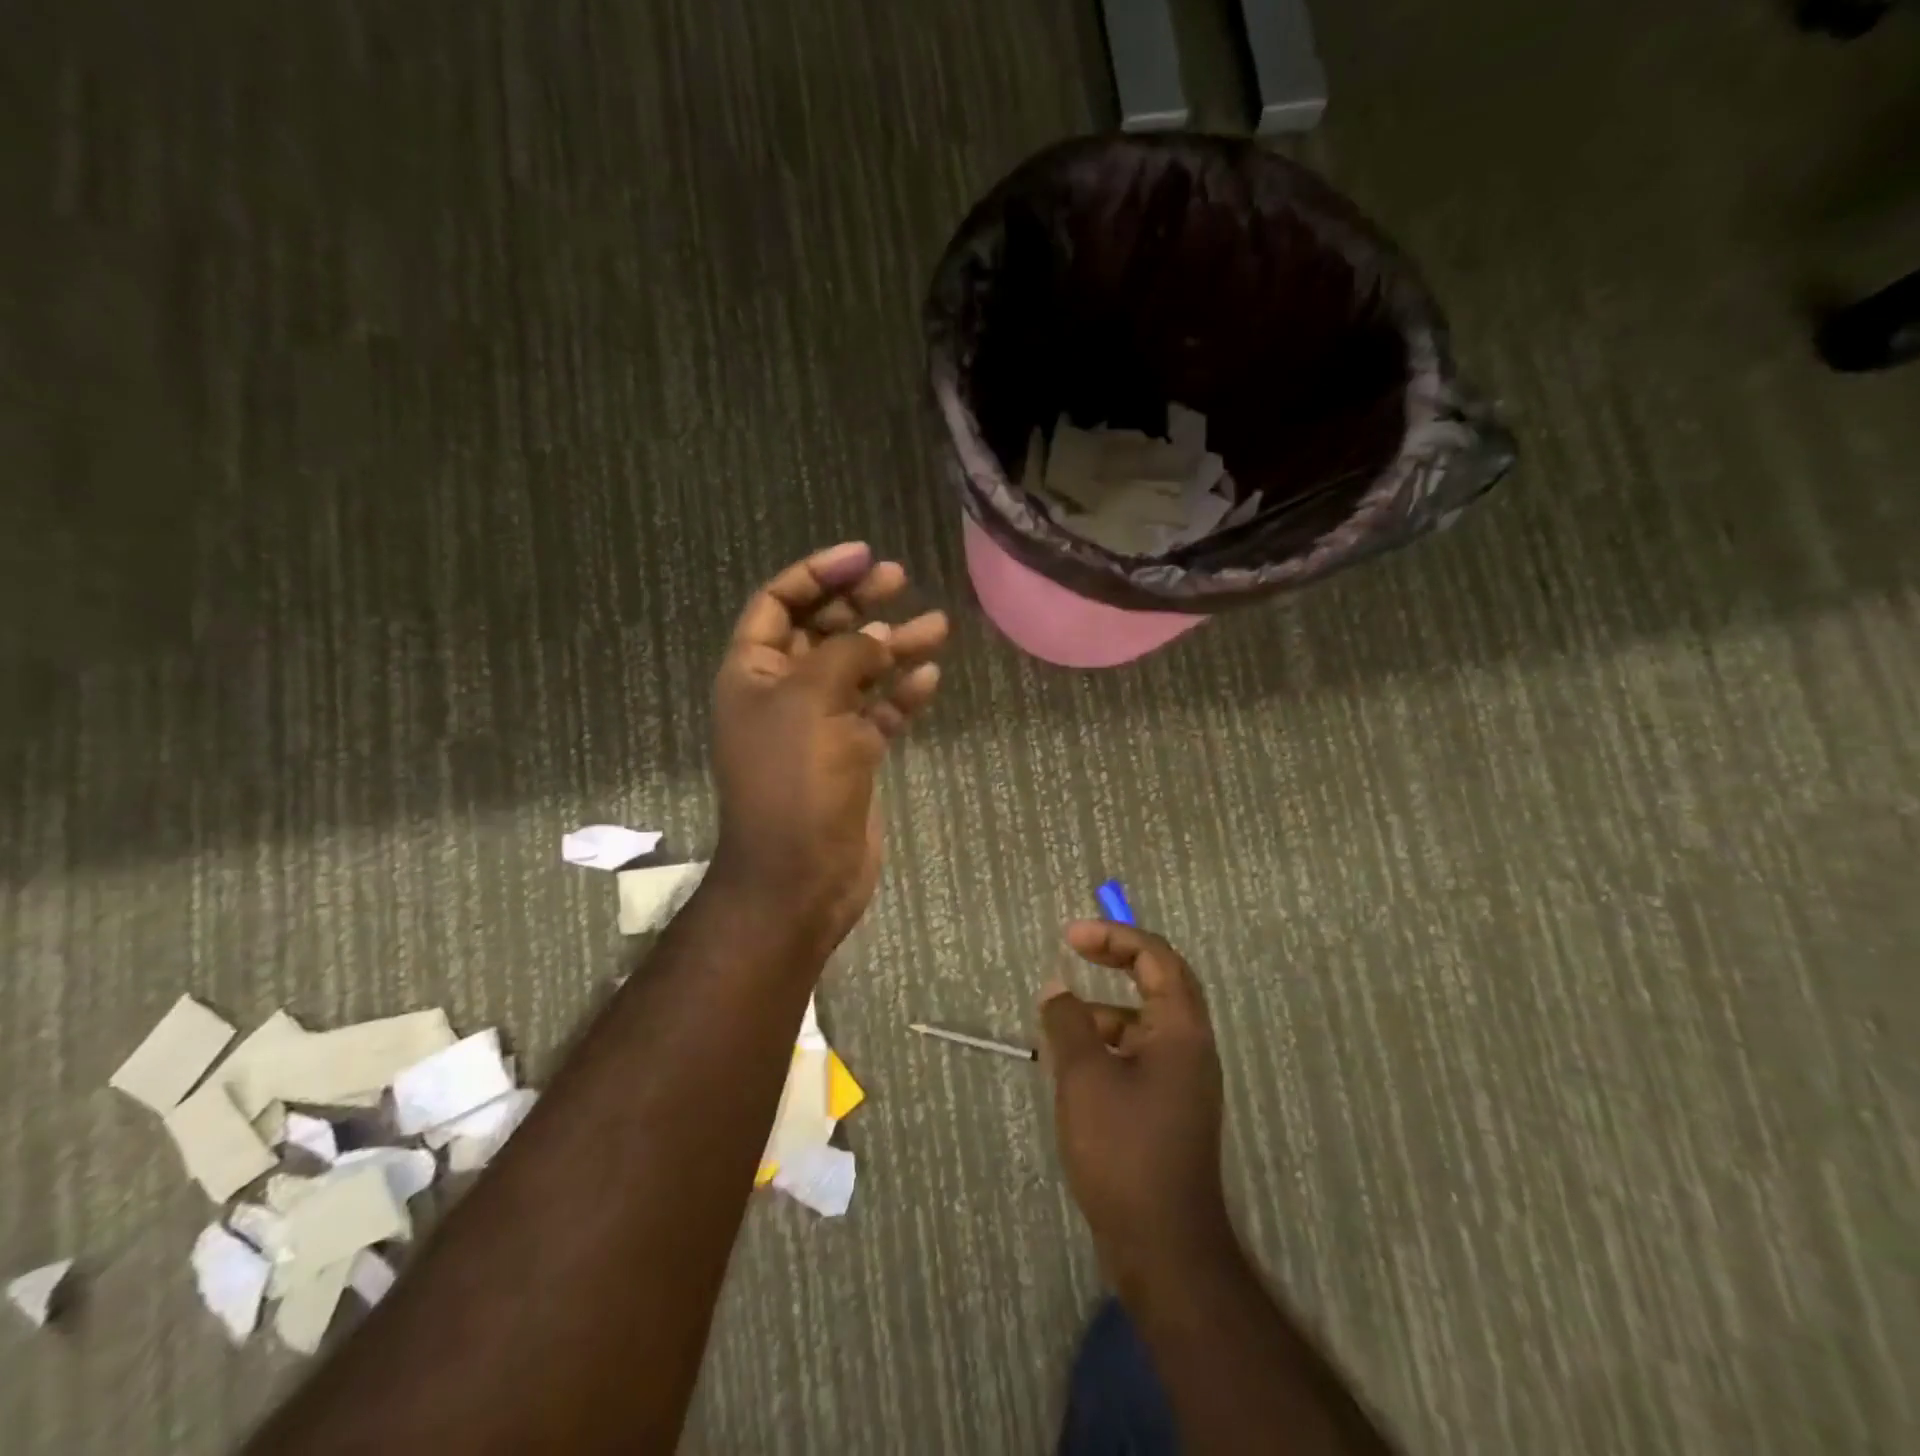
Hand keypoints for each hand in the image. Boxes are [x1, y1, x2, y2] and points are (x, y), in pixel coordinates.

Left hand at [710, 542, 947, 951]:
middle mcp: (782, 693)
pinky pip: (878, 713)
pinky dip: (901, 695)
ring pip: (859, 671)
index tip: (863, 556)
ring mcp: (819, 726)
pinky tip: (930, 678)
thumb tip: (877, 636)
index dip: (817, 574)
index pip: (779, 603)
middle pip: (822, 631)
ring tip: (938, 625)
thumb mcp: (812, 702)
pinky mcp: (851, 756)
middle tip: (899, 578)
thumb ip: (845, 654)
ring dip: (893, 646)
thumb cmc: (794, 781)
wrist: (801, 875)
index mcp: (753, 673)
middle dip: (859, 603)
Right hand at [1039, 921, 1234, 1291]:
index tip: (1070, 937)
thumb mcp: (1084, 1076)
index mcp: (1181, 1030)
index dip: (1114, 936)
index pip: (1155, 956)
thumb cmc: (1124, 1150)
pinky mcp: (1169, 1107)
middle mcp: (1190, 1046)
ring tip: (1059, 1022)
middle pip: (1159, 980)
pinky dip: (1108, 1045)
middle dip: (1116, 958)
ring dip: (1105, 1009)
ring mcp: (1183, 1079)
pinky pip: (1139, 1054)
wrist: (1163, 1246)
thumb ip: (1068, 1022)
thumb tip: (1056, 988)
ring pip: (1145, 1021)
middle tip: (1074, 949)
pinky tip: (1072, 1065)